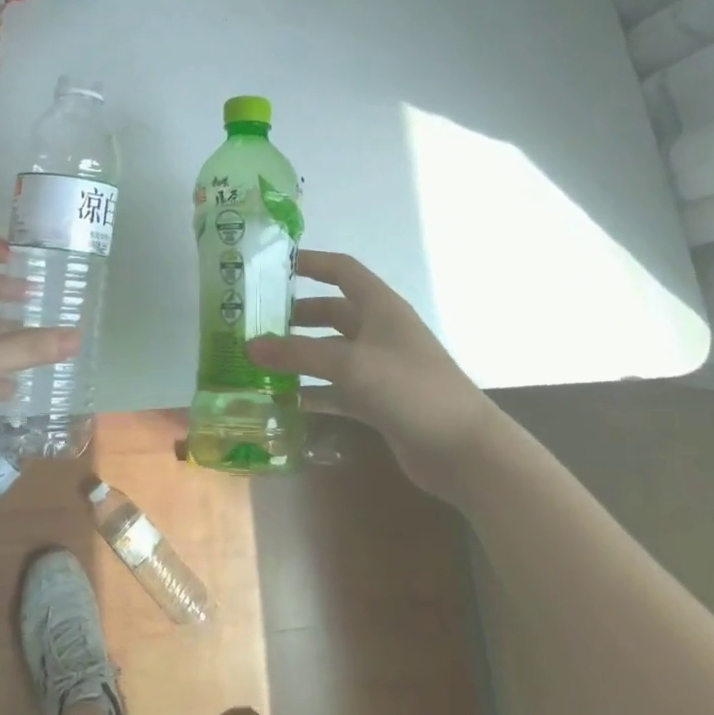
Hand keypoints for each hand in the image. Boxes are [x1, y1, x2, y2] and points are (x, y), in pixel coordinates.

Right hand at [248, 250, 493, 487]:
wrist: (465, 451)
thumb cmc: (411, 389)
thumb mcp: (351, 364)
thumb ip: (298, 354)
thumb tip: (248, 346)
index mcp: (380, 307)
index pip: (342, 270)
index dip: (311, 263)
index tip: (274, 266)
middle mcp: (379, 332)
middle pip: (331, 313)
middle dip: (296, 316)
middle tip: (256, 322)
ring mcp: (380, 368)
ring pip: (331, 353)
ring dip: (299, 356)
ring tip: (259, 361)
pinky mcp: (379, 402)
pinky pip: (337, 390)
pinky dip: (313, 392)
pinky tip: (283, 400)